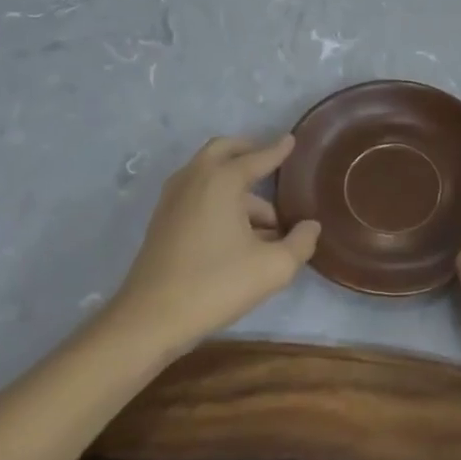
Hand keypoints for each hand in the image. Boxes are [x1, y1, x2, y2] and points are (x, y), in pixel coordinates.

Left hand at [109, 136, 320, 357]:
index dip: (278, 150)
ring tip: (266, 220)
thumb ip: (300, 243)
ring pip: (209, 176)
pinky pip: (197, 195)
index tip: (291, 140)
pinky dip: (218, 199)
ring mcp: (173, 200)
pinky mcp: (162, 222)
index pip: (257, 157)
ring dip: (236, 185)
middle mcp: (194, 179)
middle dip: (248, 152)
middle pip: (223, 151)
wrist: (149, 320)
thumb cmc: (215, 285)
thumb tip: (311, 226)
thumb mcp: (273, 267)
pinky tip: (238, 233)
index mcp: (221, 180)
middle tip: (270, 161)